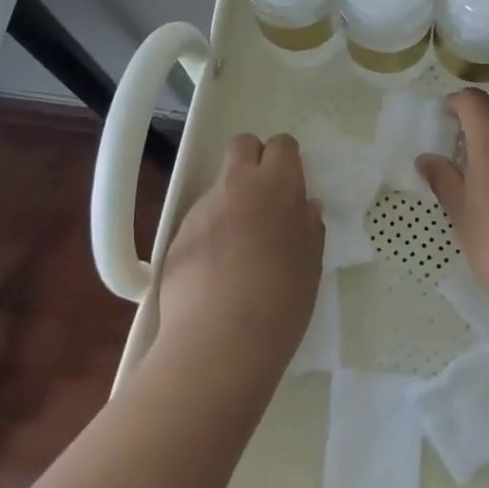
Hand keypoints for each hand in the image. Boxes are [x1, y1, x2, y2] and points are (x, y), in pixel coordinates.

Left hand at [156, 133, 323, 377]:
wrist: (219, 342)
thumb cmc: (280, 302)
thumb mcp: (311, 265)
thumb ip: (309, 227)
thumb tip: (305, 206)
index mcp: (277, 185)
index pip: (282, 145)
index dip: (287, 162)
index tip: (291, 188)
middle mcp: (237, 185)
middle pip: (243, 145)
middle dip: (254, 161)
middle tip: (264, 200)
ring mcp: (203, 208)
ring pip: (220, 185)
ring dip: (231, 200)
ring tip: (239, 246)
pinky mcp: (177, 233)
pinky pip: (200, 218)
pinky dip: (210, 230)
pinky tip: (216, 268)